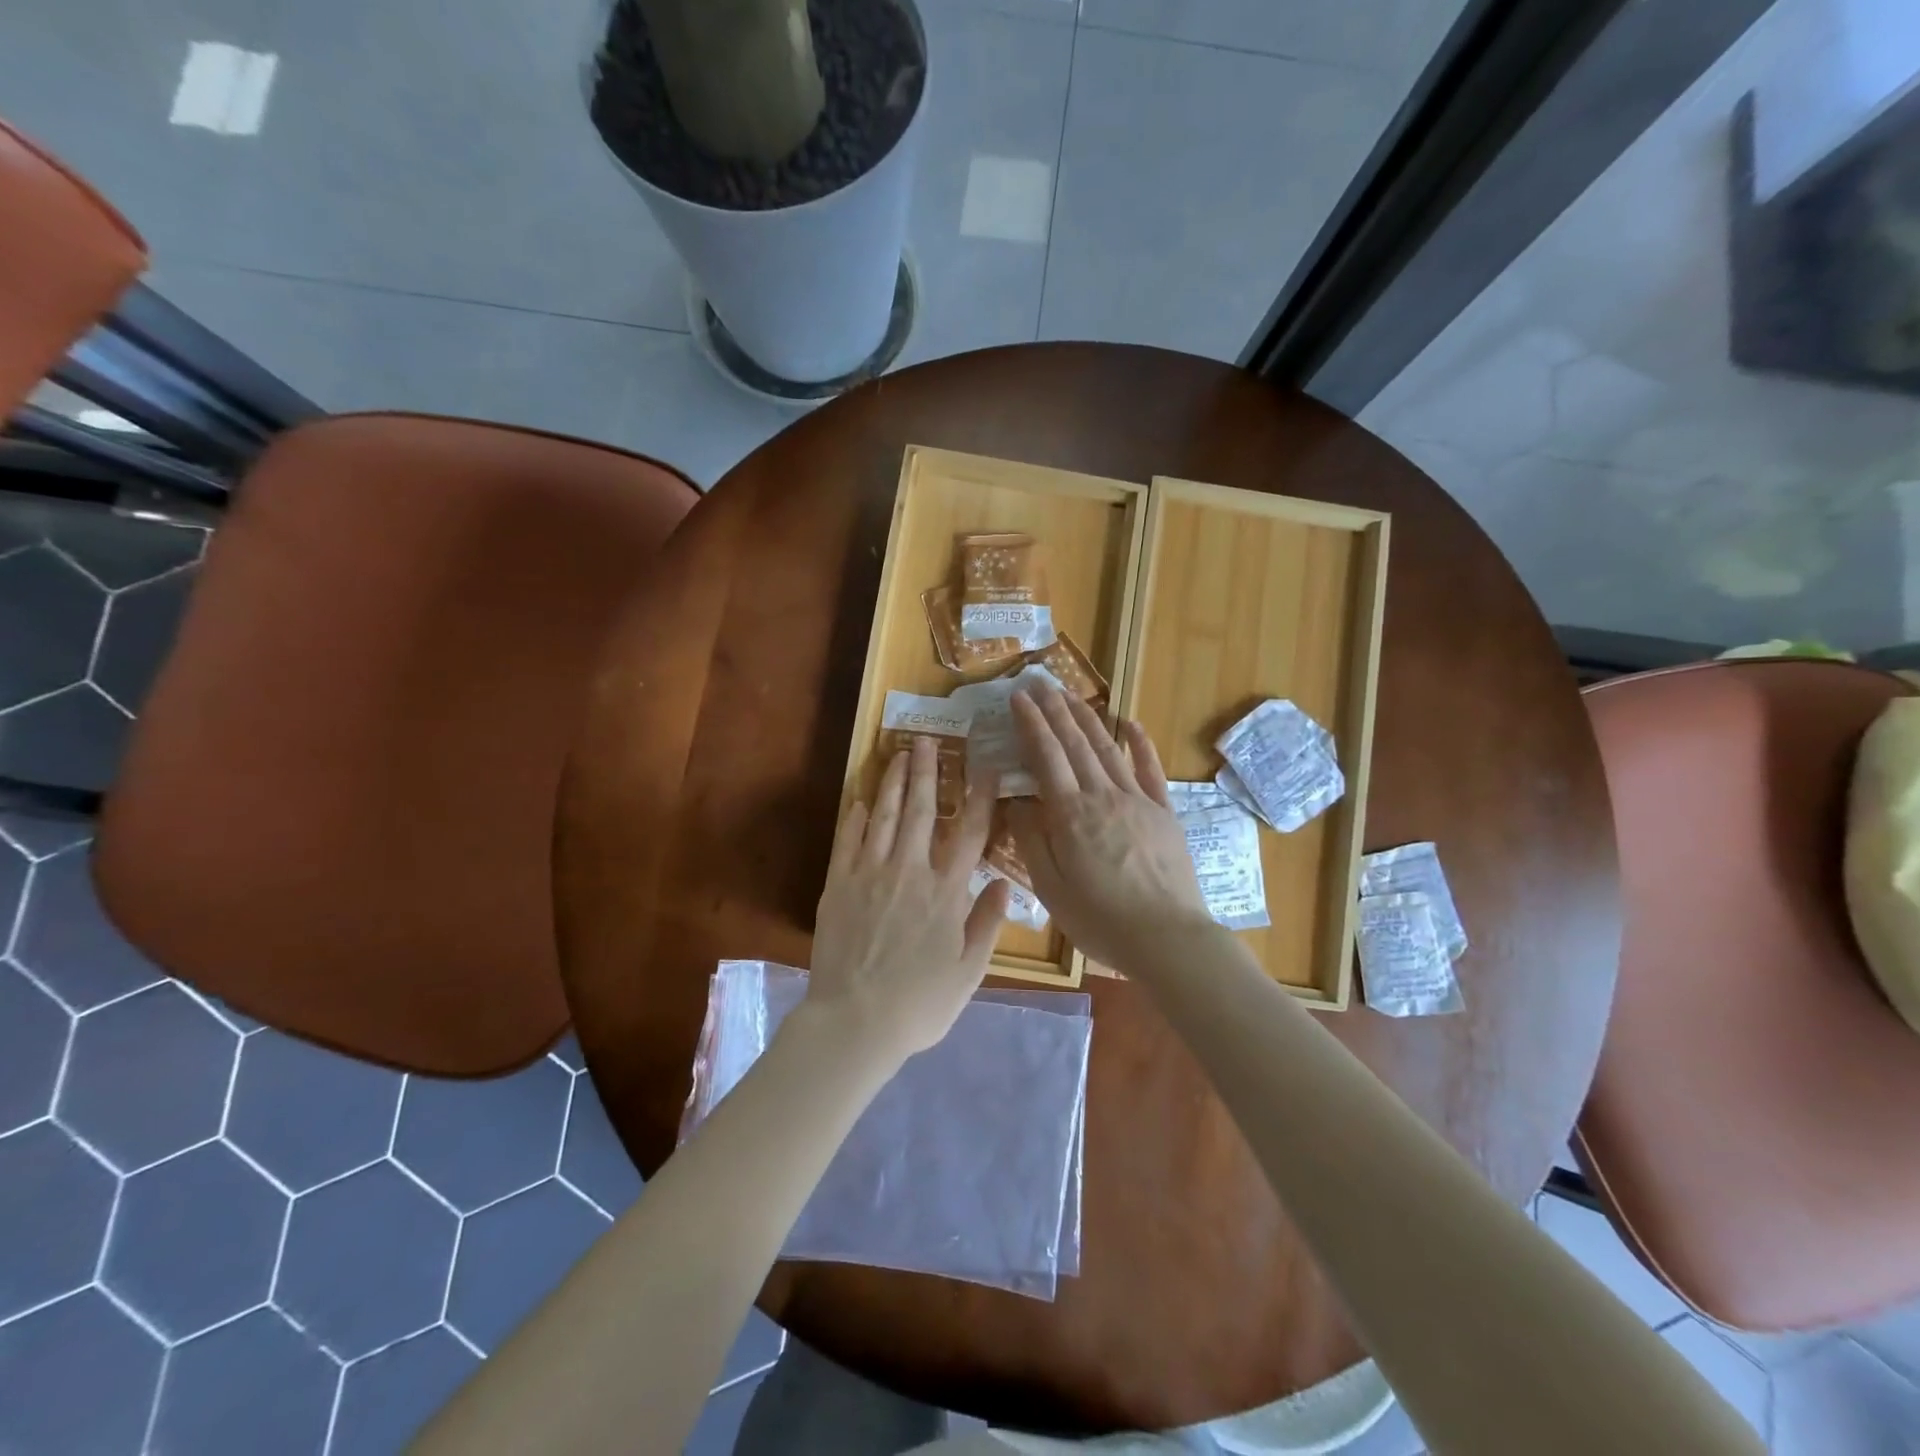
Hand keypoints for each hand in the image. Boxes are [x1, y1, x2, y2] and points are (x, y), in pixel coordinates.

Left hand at [806, 736, 1009, 1068]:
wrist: (855, 1022)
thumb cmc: (920, 1003)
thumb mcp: (969, 972)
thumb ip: (987, 923)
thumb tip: (1003, 883)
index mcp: (945, 892)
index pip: (968, 833)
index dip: (978, 797)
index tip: (983, 768)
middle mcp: (909, 871)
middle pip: (919, 810)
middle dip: (926, 772)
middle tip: (926, 741)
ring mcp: (870, 874)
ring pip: (883, 816)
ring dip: (891, 782)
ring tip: (898, 756)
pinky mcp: (839, 885)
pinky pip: (848, 840)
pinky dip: (855, 817)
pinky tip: (860, 800)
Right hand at [1006, 686, 1212, 973]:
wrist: (1167, 938)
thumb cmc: (1101, 919)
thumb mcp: (1051, 887)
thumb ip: (1032, 840)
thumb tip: (1014, 801)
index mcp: (1071, 814)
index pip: (1047, 757)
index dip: (1031, 725)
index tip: (1018, 698)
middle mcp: (1103, 796)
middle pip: (1076, 744)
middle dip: (1056, 711)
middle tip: (1040, 684)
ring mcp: (1138, 800)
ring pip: (1108, 749)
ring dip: (1088, 719)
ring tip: (1071, 696)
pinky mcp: (1164, 812)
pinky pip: (1150, 770)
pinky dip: (1140, 744)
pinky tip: (1131, 723)